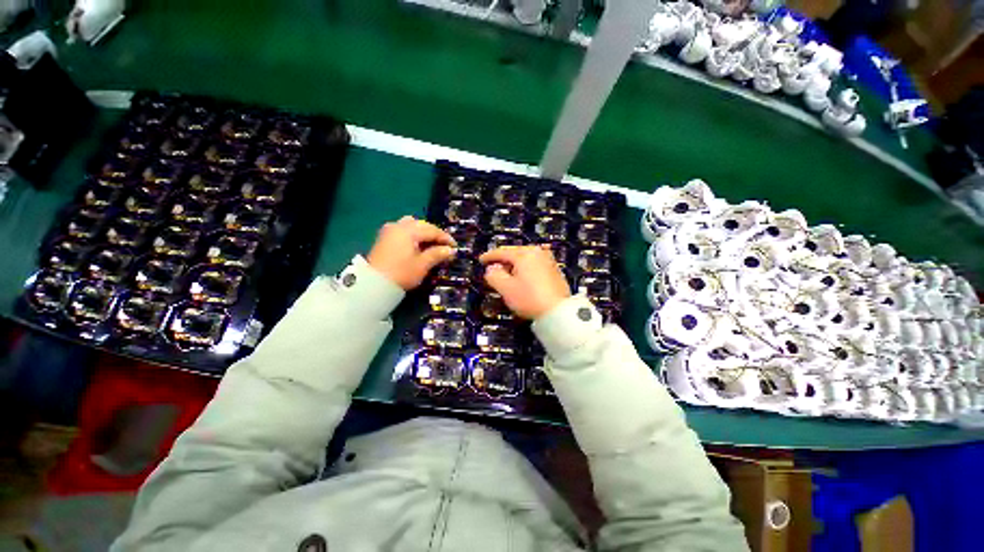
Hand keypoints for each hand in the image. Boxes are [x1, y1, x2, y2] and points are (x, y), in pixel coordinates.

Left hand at [367, 216, 455, 289]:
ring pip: (411, 225)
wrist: (374, 284)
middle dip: (434, 234)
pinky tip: (417, 245)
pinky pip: (402, 230)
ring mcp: (389, 231)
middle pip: (421, 225)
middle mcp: (398, 226)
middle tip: (444, 245)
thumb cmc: (401, 273)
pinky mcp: (384, 238)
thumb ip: (437, 254)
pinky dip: (413, 235)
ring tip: (430, 244)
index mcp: (409, 230)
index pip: (432, 230)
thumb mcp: (423, 265)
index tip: (455, 246)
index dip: (445, 238)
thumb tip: (450, 250)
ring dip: (422, 233)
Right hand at [479, 246, 570, 319]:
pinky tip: (522, 279)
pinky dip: (525, 270)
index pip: (502, 252)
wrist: (558, 311)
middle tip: (493, 269)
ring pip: (525, 259)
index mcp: (525, 254)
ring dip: (514, 266)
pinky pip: (534, 265)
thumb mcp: (506, 288)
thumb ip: (494, 275)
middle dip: (503, 261)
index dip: (489, 256)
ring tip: (507, 276)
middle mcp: (538, 252)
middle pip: (515, 253)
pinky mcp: (554, 270)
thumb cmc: (530, 298)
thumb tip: (492, 269)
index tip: (481, 260)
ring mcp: (548, 260)